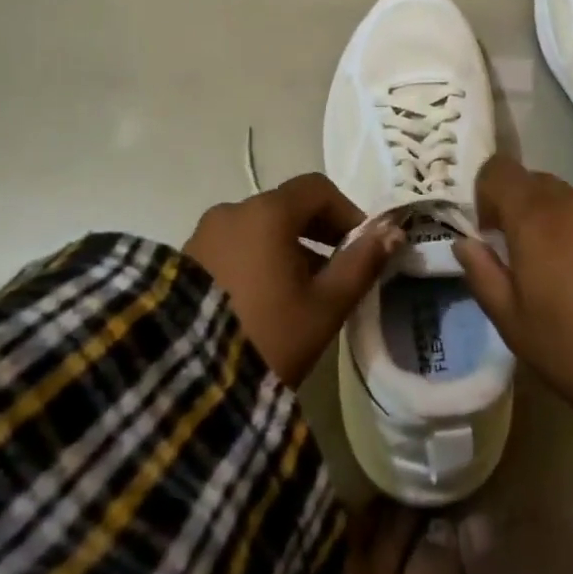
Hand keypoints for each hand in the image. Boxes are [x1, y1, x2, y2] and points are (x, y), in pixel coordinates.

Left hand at [184, 173, 400, 387]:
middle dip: (318, 233)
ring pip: (259, 229)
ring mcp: (203, 236)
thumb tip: (393, 231)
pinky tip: (264, 303)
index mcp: (266, 212)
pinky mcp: (184, 264)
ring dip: (287, 249)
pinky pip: (233, 247)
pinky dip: (256, 261)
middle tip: (337, 274)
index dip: (347, 211)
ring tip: (301, 296)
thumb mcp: (325, 307)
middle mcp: (231, 211)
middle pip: (287, 207)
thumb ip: (362, 264)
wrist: (179, 386)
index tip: (361, 248)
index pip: (317, 188)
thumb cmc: (267, 336)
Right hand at [454, 156, 572, 488]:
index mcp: (537, 218)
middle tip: (526, 259)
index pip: (498, 169)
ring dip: (559, 223)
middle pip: (536, 182)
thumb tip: (466, 242)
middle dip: (522, 210)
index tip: (491, 233)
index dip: (486, 193)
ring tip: (571, 274)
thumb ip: (483, 274)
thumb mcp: (515, 326)